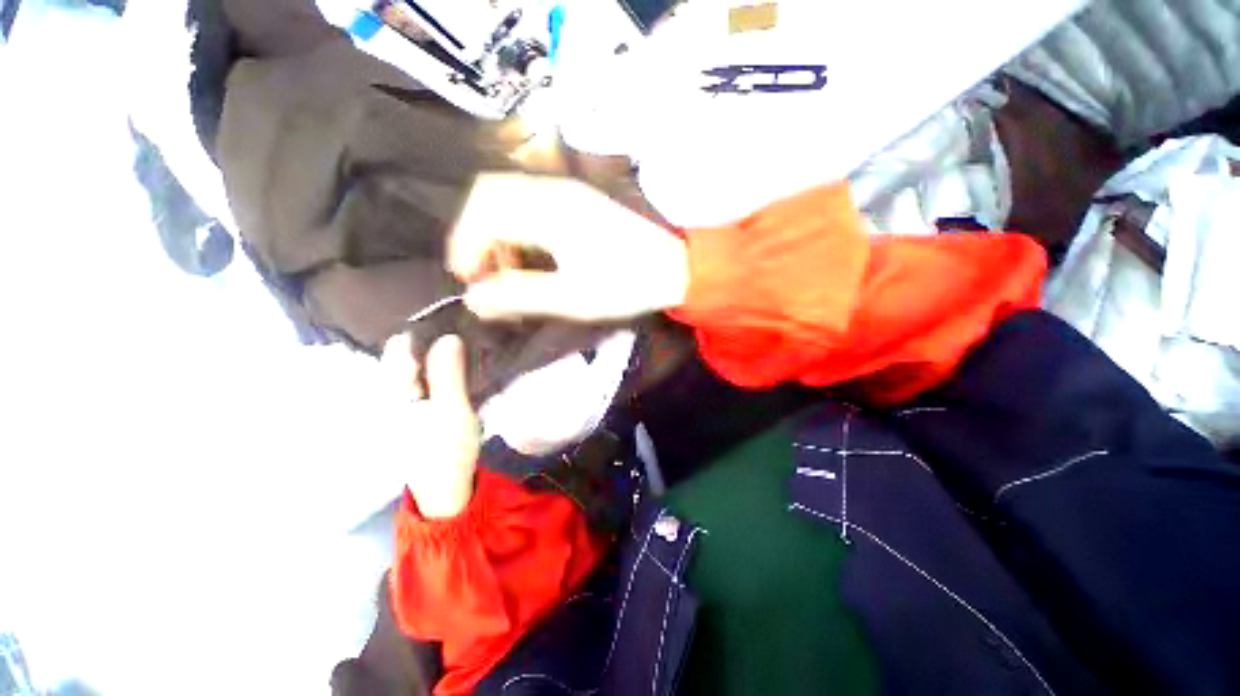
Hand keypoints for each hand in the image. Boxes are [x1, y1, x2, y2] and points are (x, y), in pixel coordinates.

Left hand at [381, 334, 480, 518]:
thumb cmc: (447, 451)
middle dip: (433, 340)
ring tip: (465, 344)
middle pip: (406, 354)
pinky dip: (438, 368)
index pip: (399, 348)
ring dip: (437, 353)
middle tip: (465, 331)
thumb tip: (447, 336)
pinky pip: (423, 378)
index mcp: (390, 394)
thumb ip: (448, 374)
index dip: (425, 330)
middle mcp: (387, 394)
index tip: (454, 320)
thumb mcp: (452, 411)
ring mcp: (400, 402)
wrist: (446, 488)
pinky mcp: (413, 409)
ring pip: (416, 364)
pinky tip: (458, 365)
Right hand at [449, 173, 689, 321]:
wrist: (674, 268)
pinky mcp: (576, 201)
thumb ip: (520, 296)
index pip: (484, 209)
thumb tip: (472, 298)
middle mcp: (554, 189)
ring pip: (508, 197)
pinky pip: (529, 203)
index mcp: (551, 209)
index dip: (465, 243)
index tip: (467, 280)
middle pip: (490, 194)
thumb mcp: (572, 299)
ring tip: (506, 271)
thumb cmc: (627, 285)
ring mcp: (566, 191)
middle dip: (476, 235)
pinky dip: (516, 228)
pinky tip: (528, 256)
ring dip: (495, 232)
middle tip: (483, 275)